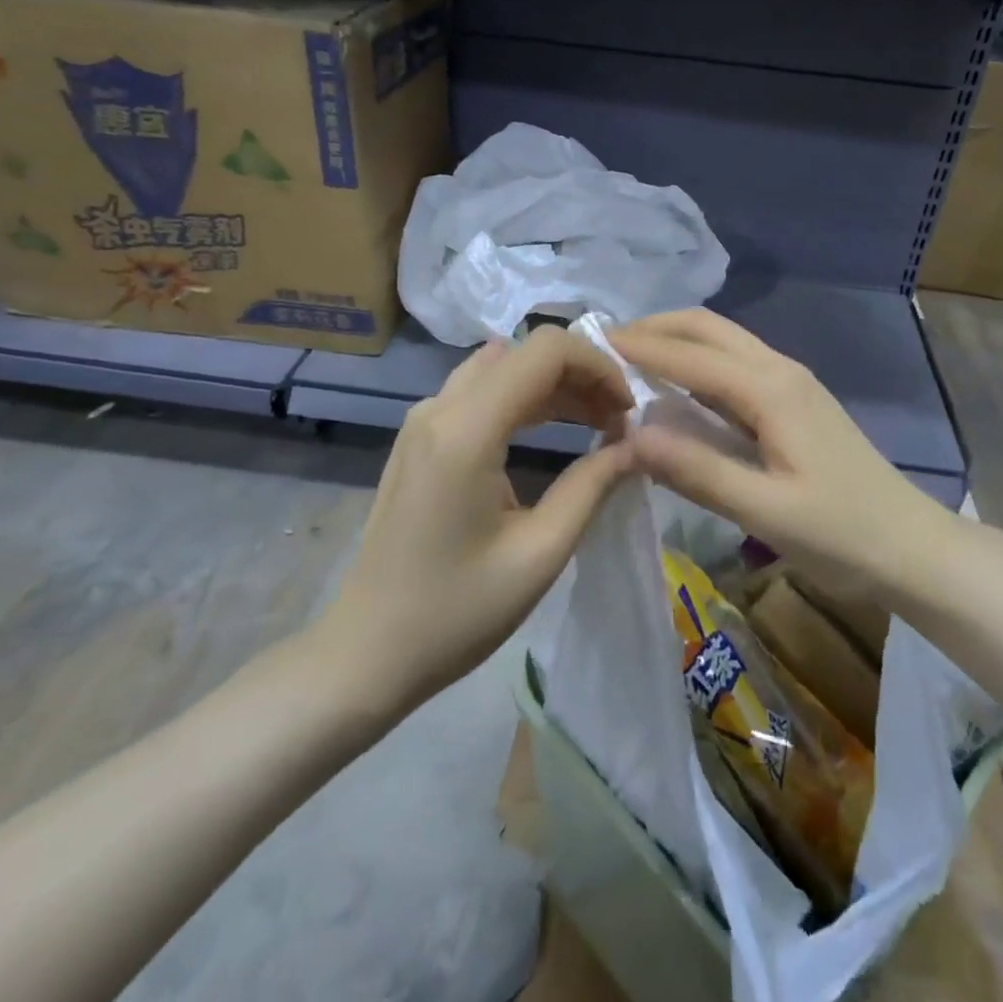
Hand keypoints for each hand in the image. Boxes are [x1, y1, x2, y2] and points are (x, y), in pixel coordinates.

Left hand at [322, 327, 637, 718]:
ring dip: (553, 383)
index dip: (598, 365)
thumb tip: (634, 445)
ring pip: (502, 366)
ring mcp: (422, 419)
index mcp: (466, 430)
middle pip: (523, 352)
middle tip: (618, 421)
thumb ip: (592, 486)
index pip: (545, 350)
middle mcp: (439, 407)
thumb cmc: (456, 613)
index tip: (627, 410)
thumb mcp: (540, 554)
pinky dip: (523, 397)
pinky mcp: (418, 437)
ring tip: (596, 423)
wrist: (367, 652)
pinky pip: (479, 390)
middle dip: (580, 374)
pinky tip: (551, 431)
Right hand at [611, 309, 950, 605]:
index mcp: (771, 390)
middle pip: (708, 327)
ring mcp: (791, 382)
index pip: (690, 354)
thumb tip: (630, 435)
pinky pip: (735, 363)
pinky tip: (677, 386)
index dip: (639, 347)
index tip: (590, 343)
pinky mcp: (794, 400)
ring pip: (724, 340)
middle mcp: (780, 370)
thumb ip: (697, 471)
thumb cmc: (843, 534)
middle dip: (656, 327)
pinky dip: (697, 361)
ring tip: (630, 360)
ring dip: (677, 339)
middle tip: (606, 346)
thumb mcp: (766, 511)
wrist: (913, 546)